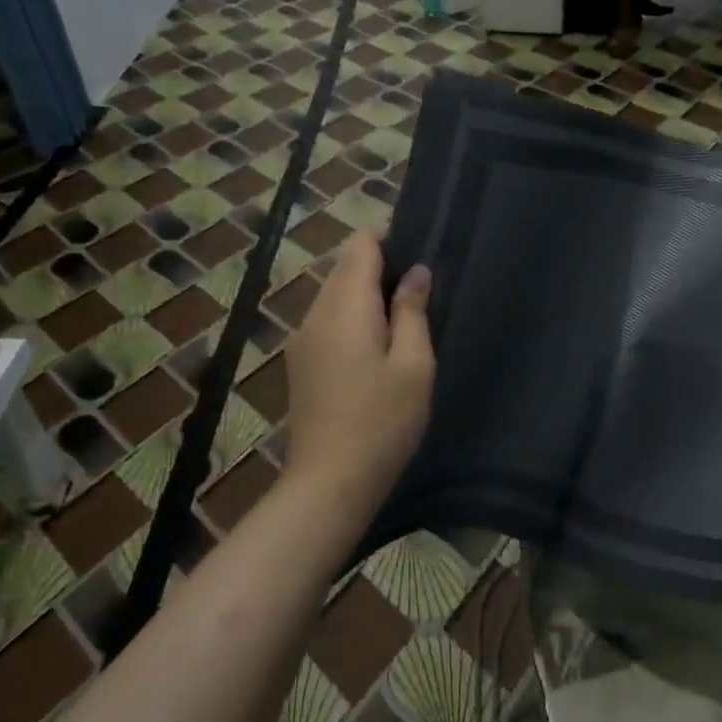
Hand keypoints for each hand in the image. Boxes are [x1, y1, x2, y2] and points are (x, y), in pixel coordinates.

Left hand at [284, 230, 434, 500]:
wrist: (329, 484)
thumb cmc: (382, 422)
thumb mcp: (413, 365)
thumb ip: (412, 311)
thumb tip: (415, 272)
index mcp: (345, 308)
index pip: (360, 246)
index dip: (389, 237)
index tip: (419, 248)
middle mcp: (315, 314)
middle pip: (344, 267)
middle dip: (380, 266)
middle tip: (420, 287)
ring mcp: (302, 340)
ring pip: (334, 294)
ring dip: (366, 293)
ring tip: (404, 316)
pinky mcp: (300, 363)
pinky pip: (327, 320)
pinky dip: (352, 316)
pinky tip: (377, 344)